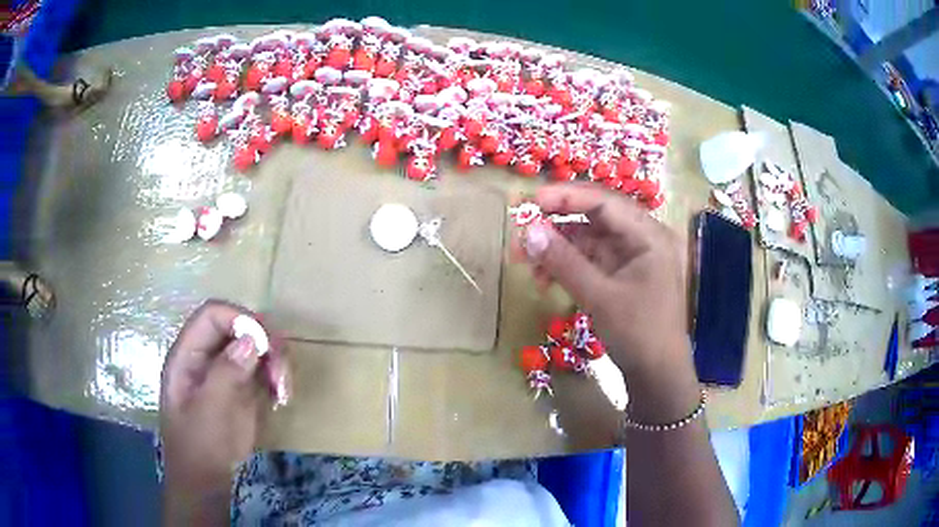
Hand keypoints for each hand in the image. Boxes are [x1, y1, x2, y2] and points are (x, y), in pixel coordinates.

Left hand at [160, 299, 288, 522]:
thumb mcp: (208, 412)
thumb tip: (251, 340)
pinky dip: (277, 376)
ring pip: (256, 345)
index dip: (239, 320)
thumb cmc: (200, 446)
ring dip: (276, 361)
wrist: (207, 478)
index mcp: (188, 354)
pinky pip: (264, 367)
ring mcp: (226, 370)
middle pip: (239, 327)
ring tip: (284, 392)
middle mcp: (208, 355)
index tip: (265, 345)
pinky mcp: (242, 386)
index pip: (213, 316)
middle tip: (281, 373)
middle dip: (265, 343)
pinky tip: (281, 397)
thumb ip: (225, 374)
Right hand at [517, 184, 700, 424]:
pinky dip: (567, 267)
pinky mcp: (620, 276)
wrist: (657, 375)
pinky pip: (589, 261)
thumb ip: (564, 262)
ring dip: (557, 249)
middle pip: (594, 218)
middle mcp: (641, 239)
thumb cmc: (639, 333)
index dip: (567, 197)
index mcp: (648, 235)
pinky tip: (543, 279)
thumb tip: (528, 231)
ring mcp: (630, 258)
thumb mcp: (599, 297)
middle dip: (556, 224)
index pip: (604, 202)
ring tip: (525, 262)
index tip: (532, 200)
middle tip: (522, 231)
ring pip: (588, 241)